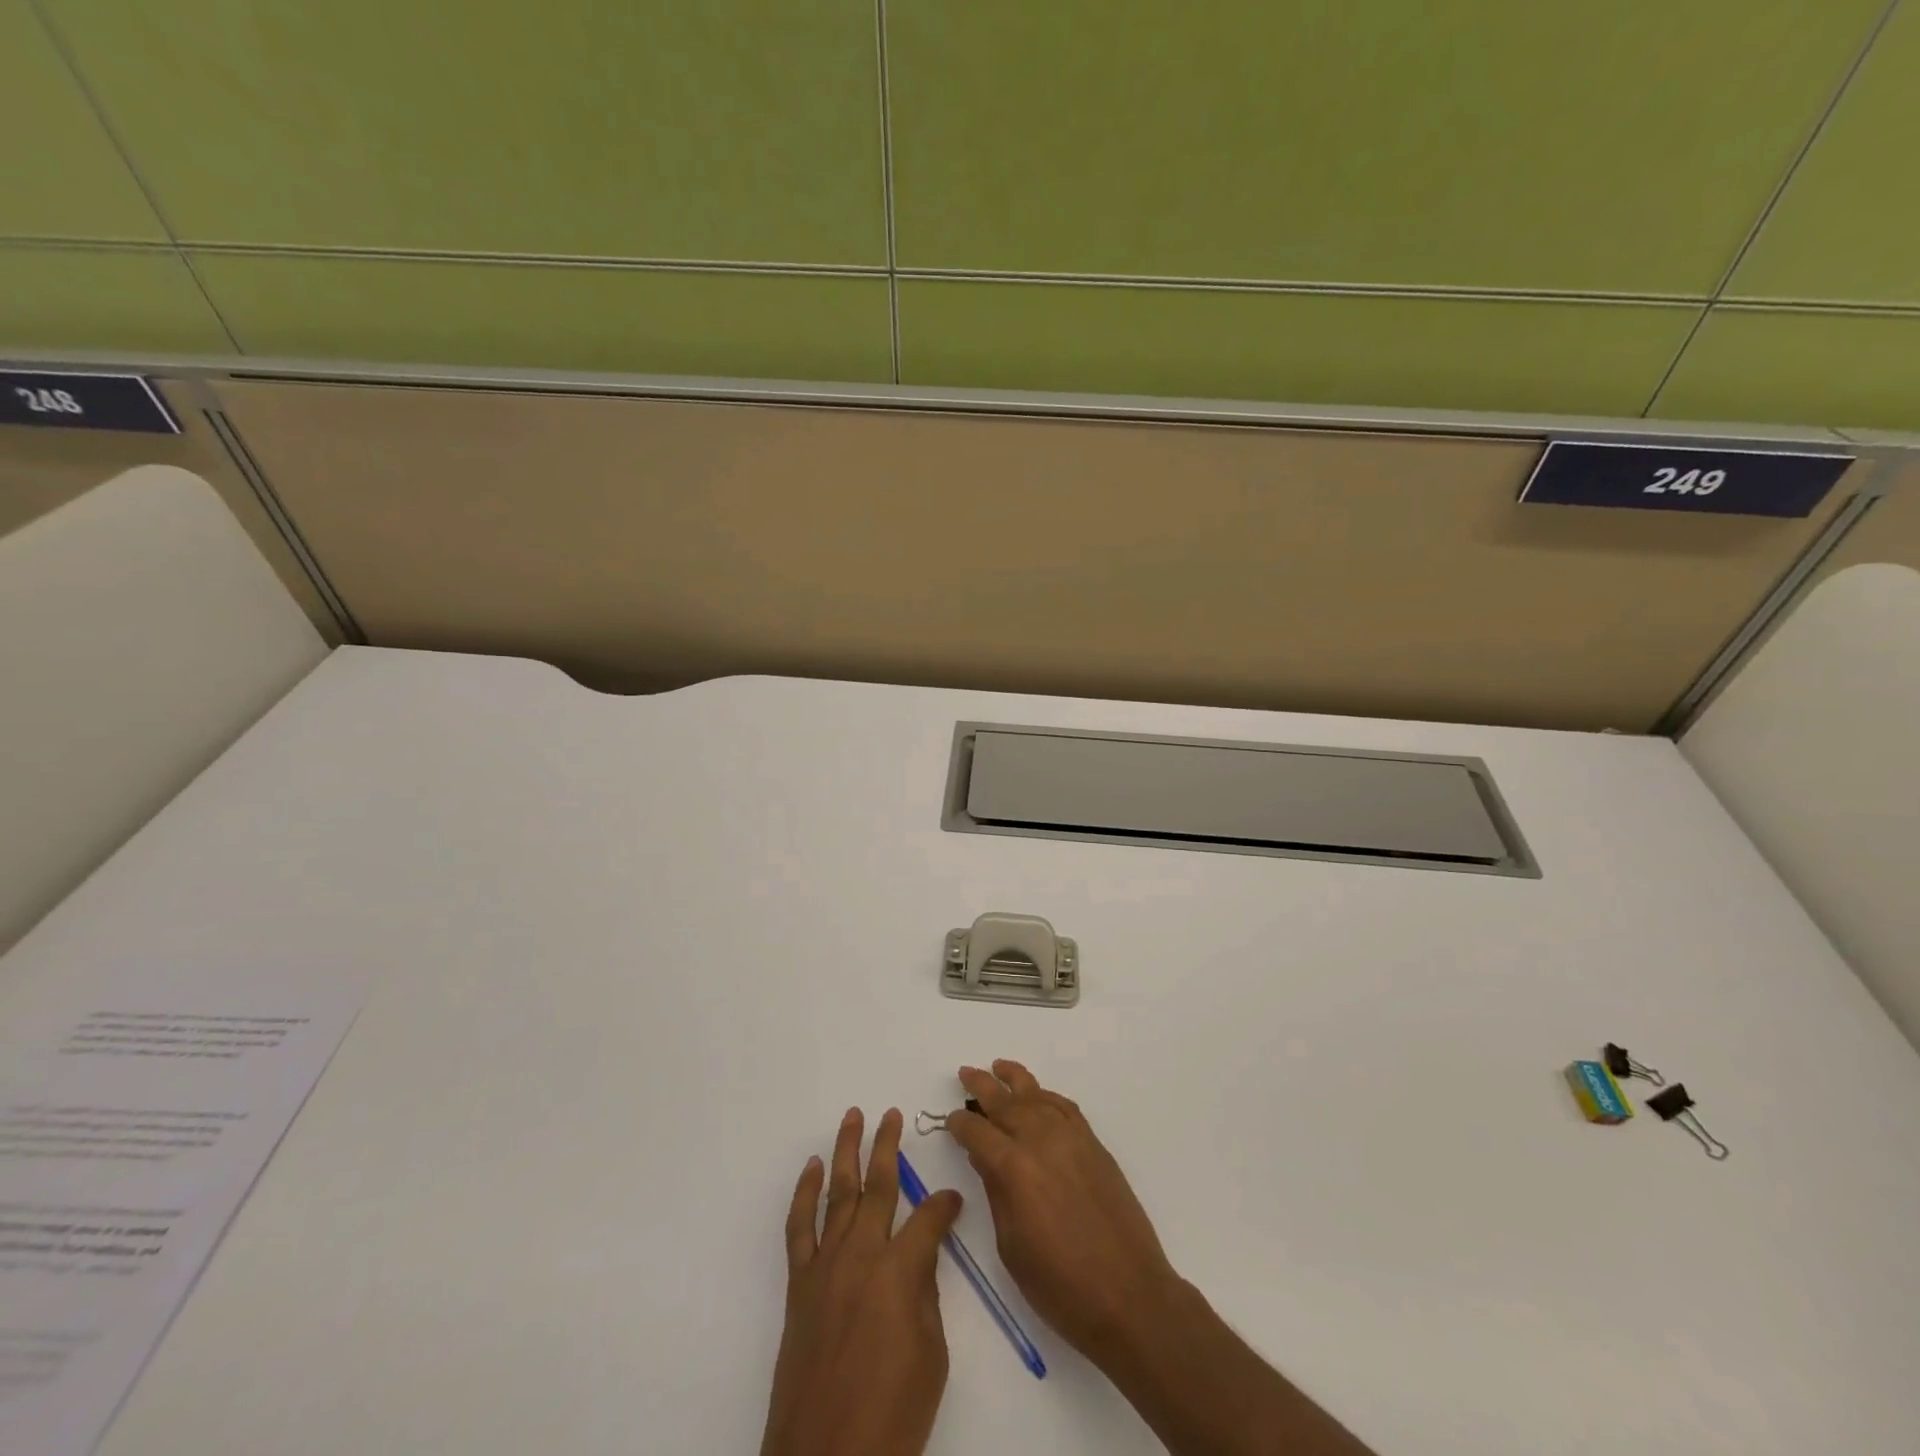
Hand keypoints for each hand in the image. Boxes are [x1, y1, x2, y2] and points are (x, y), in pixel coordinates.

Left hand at [760, 1107, 963, 1455]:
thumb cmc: (892, 1416)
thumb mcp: (931, 1356)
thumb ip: (924, 1294)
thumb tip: (919, 1257)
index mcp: (899, 1272)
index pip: (928, 1217)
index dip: (944, 1204)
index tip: (955, 1198)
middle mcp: (861, 1256)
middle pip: (878, 1187)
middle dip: (888, 1146)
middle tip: (893, 1115)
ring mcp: (825, 1267)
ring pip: (838, 1193)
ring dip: (845, 1152)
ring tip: (853, 1118)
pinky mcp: (799, 1286)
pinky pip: (800, 1228)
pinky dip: (805, 1193)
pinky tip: (813, 1168)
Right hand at [946, 1061, 1178, 1365]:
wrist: (1130, 1296)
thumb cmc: (1061, 1287)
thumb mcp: (1012, 1247)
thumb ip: (996, 1193)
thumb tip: (984, 1158)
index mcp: (1015, 1169)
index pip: (978, 1133)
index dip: (960, 1125)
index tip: (950, 1122)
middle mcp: (1042, 1141)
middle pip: (1005, 1103)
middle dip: (981, 1087)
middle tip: (965, 1073)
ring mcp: (1072, 1139)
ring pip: (1037, 1095)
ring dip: (1014, 1079)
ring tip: (998, 1067)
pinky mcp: (1094, 1145)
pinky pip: (1065, 1107)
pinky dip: (1047, 1096)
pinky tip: (1038, 1097)